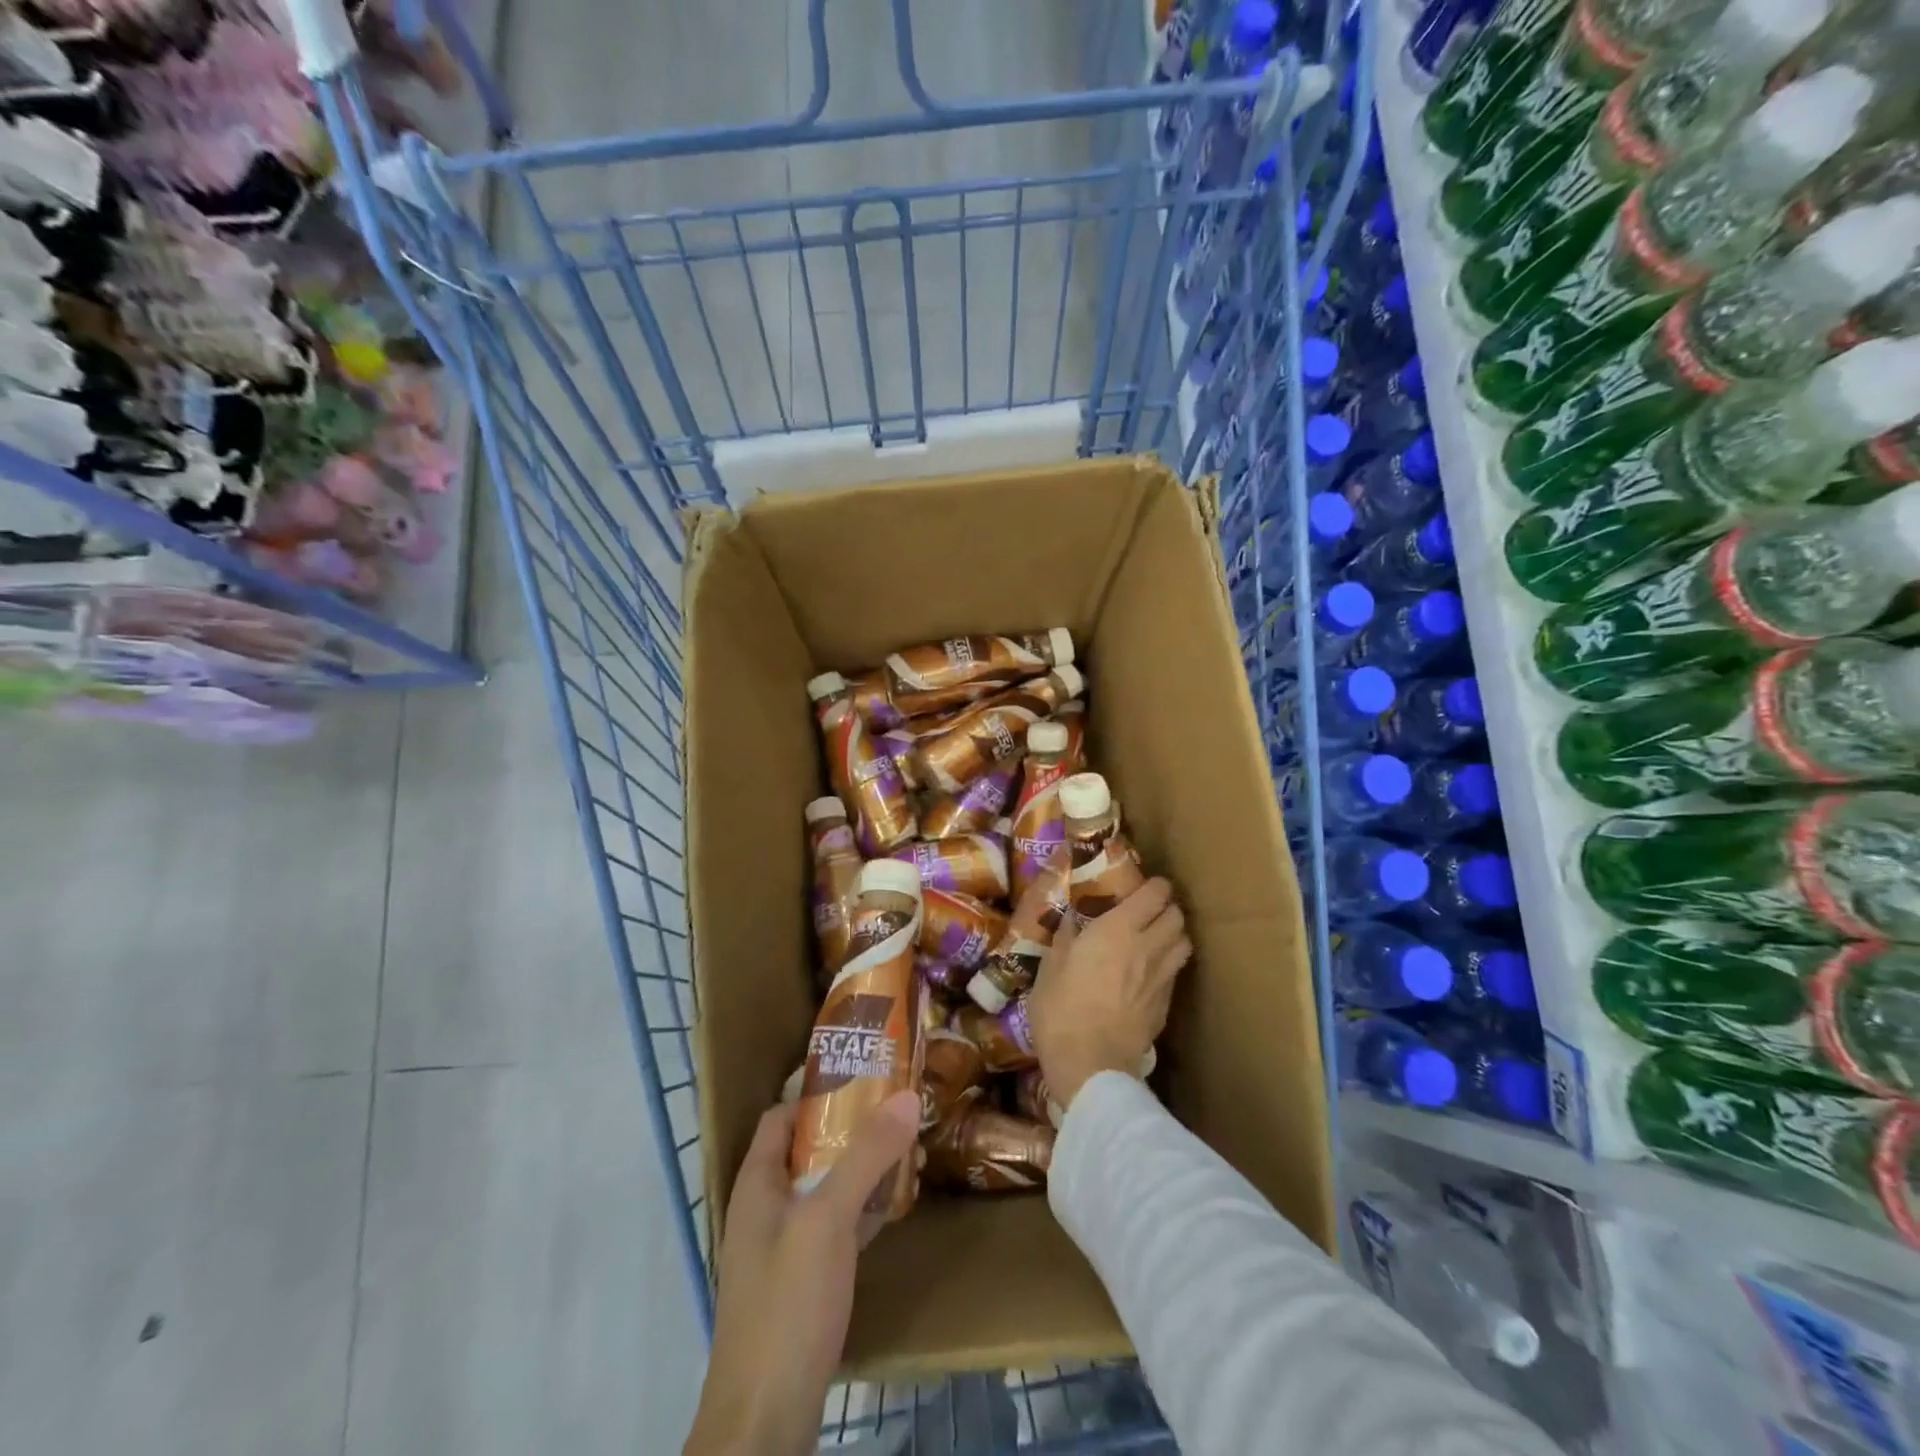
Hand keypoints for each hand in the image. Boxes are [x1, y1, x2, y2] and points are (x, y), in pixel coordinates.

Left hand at [683, 1091, 921, 1455]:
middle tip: (901, 1114)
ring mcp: (783, 1248)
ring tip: (911, 1154)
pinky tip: (897, 1206)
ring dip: (864, 1169)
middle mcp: (766, 1209)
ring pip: (827, 1188)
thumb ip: (866, 1156)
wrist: (764, 1422)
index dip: (817, 1092)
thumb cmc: (788, 1304)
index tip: (865, 1077)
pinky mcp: (803, 1284)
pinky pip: (836, 1227)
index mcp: (757, 1183)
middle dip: (854, 1129)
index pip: (781, 1115)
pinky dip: (864, 1210)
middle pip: (808, 1149)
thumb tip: (908, 1095)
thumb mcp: (828, 1219)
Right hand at [1028, 877, 1191, 1112]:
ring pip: (1185, 943)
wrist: (1089, 1065)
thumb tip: (1074, 918)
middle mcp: (1148, 946)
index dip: (1154, 886)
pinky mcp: (1166, 1005)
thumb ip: (1066, 936)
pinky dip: (1169, 964)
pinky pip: (1176, 973)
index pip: (1155, 893)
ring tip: (1155, 939)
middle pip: (1177, 915)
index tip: (1141, 887)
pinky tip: (1150, 973)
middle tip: (1147, 913)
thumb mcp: (1050, 966)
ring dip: (1174, 935)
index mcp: (1118, 929)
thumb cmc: (1061, 1009)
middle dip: (1166, 908)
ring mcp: (1162, 978)